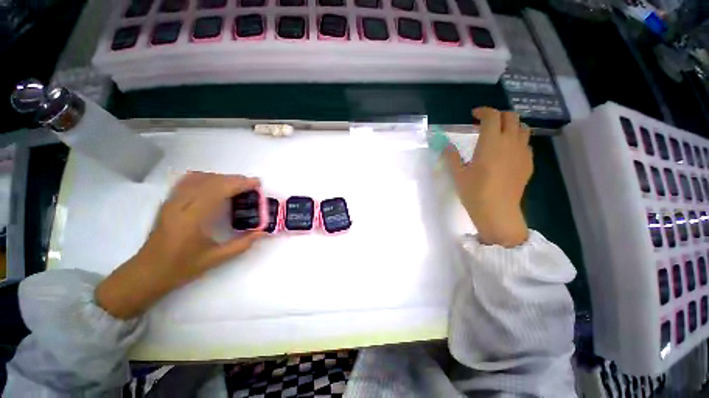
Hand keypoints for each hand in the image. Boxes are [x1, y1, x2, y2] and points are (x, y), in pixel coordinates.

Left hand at [96, 172, 265, 318]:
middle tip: (252, 184)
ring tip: (237, 184)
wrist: (147, 272)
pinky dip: (205, 177)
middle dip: (234, 179)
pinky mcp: (168, 202)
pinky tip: (215, 182)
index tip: (257, 184)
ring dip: (222, 177)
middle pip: (210, 181)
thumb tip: (264, 232)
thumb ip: (243, 243)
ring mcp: (171, 201)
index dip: (239, 184)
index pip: (218, 191)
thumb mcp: (216, 259)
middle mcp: (180, 205)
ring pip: (199, 178)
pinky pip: (187, 181)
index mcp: (192, 219)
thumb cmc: (181, 267)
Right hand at [445, 108, 532, 246]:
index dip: (483, 111)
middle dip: (498, 115)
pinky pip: (526, 143)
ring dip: (510, 125)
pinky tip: (507, 151)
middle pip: (511, 117)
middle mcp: (510, 142)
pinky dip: (517, 140)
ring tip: (499, 134)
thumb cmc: (474, 192)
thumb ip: (452, 157)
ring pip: (522, 128)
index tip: (474, 115)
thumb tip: (446, 146)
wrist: (498, 211)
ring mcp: (522, 152)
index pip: (492, 116)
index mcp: (491, 143)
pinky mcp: (528, 163)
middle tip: (485, 123)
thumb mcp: (458, 174)